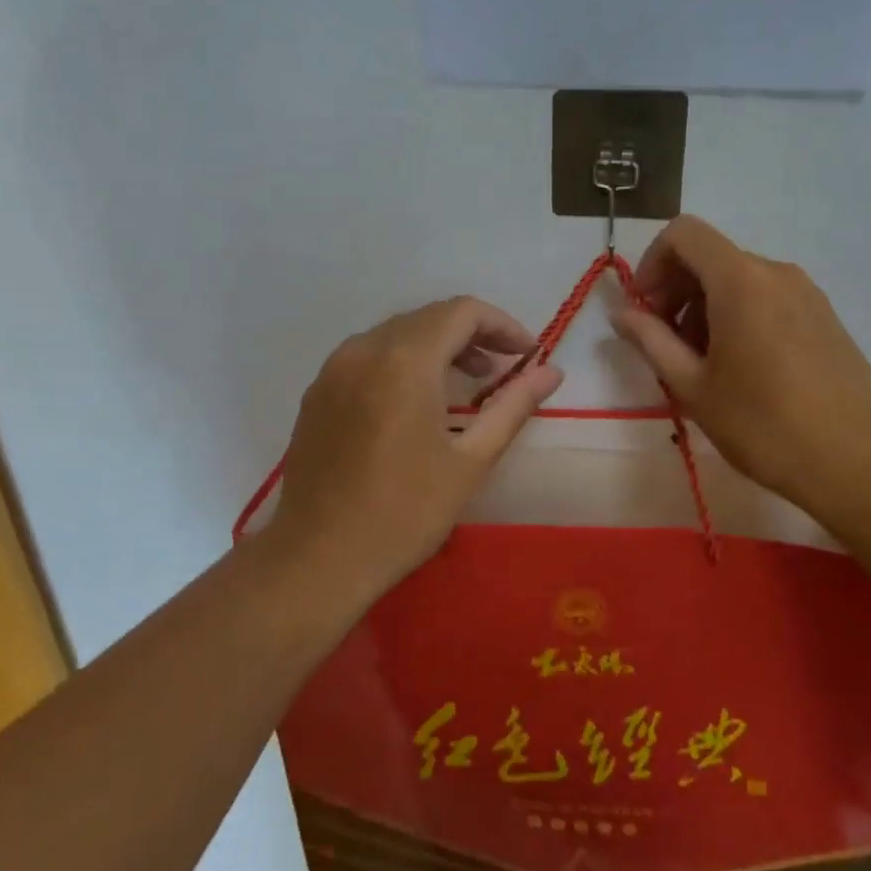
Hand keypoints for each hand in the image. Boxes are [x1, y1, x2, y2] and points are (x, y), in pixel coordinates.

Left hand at [266, 297, 562, 599]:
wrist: (317, 559)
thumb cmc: (404, 513)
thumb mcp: (471, 461)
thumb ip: (514, 406)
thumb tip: (552, 371)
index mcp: (405, 360)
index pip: (463, 311)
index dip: (503, 325)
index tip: (528, 355)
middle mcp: (365, 348)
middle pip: (429, 317)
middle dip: (473, 333)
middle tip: (503, 369)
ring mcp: (334, 367)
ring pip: (397, 332)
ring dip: (438, 345)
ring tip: (467, 382)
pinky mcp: (318, 390)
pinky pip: (369, 354)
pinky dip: (403, 360)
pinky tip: (416, 400)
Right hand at [613, 216, 870, 525]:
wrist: (858, 462)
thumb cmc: (764, 425)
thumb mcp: (693, 387)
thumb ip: (651, 340)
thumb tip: (621, 313)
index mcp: (741, 281)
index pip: (683, 234)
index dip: (652, 263)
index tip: (646, 310)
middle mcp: (776, 272)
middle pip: (710, 256)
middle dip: (676, 290)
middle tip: (666, 344)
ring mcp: (806, 291)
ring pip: (738, 278)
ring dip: (705, 306)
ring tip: (703, 363)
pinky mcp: (824, 314)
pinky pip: (767, 295)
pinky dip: (738, 314)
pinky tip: (741, 366)